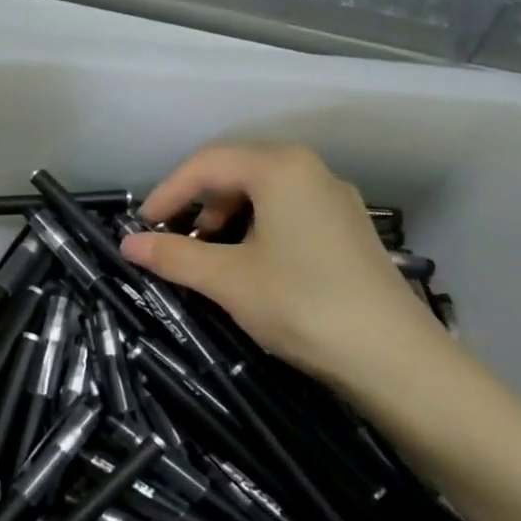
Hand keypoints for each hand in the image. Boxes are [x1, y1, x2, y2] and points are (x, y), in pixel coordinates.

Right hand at [118, 144, 454, 394]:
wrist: (393, 356)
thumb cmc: (301, 304)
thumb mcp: (228, 280)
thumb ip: (174, 257)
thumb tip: (127, 245)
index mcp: (281, 168)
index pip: (207, 164)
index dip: (168, 193)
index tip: (142, 227)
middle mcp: (312, 170)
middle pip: (237, 173)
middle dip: (199, 206)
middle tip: (178, 245)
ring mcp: (336, 199)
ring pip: (265, 194)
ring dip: (228, 220)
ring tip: (212, 260)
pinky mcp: (350, 228)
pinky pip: (290, 213)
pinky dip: (258, 230)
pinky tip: (253, 267)